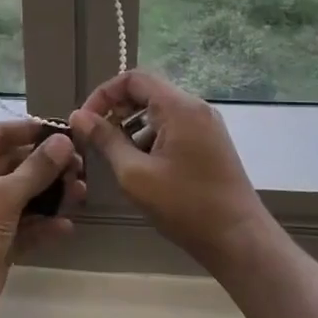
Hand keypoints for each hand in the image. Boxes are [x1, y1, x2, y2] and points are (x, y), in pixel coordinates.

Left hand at [0, 121, 84, 317]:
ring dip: (51, 195)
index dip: (28, 130)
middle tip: (80, 165)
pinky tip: (66, 226)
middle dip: (47, 165)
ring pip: (24, 196)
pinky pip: (26, 226)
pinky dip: (45, 225)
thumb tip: (64, 141)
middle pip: (14, 165)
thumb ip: (36, 169)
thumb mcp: (2, 196)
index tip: (62, 129)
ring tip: (81, 193)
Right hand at [70, 70, 273, 274]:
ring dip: (133, 129)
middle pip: (147, 93)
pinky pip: (173, 127)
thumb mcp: (134, 174)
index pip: (133, 78)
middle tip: (97, 141)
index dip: (103, 94)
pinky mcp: (210, 143)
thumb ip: (105, 140)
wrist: (238, 239)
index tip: (85, 122)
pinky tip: (144, 169)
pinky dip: (151, 139)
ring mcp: (206, 125)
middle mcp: (195, 108)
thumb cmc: (184, 205)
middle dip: (117, 113)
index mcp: (179, 107)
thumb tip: (78, 116)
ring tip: (119, 160)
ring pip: (159, 112)